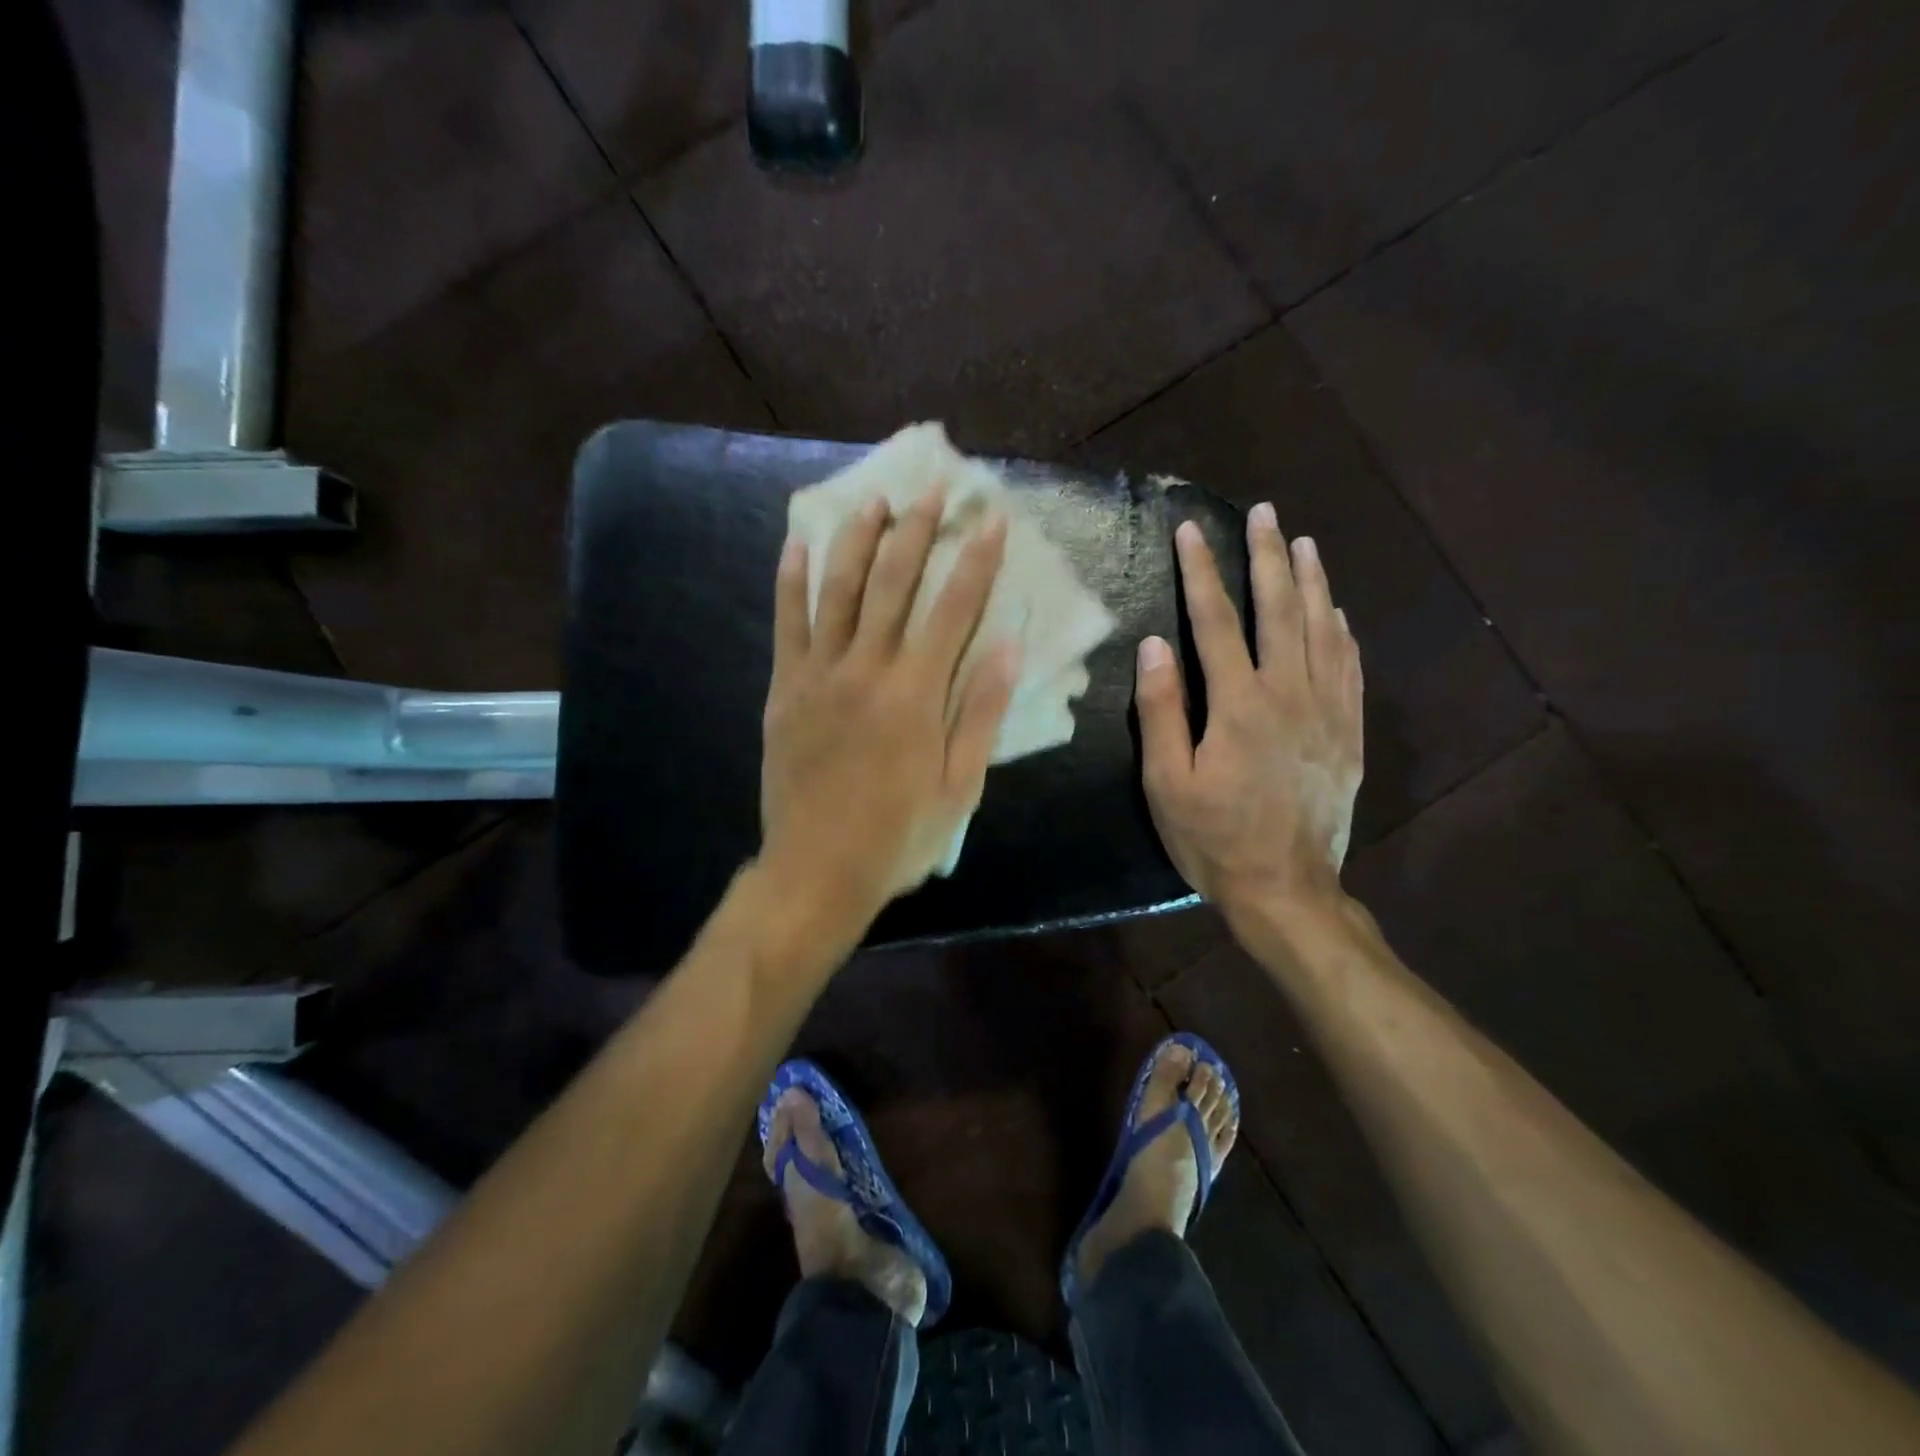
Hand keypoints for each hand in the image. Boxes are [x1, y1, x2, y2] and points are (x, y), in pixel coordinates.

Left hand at [760, 485, 1018, 930]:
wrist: (816, 871)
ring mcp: (818, 674)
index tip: (991, 517)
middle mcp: (866, 669)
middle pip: (893, 583)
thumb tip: (1007, 646)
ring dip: (857, 538)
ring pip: (838, 590)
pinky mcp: (785, 689)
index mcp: (916, 694)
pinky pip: (787, 624)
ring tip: (874, 499)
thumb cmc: (897, 836)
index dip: (975, 559)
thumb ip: (979, 712)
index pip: (953, 608)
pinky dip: (791, 581)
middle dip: (917, 530)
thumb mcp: (958, 786)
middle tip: (933, 488)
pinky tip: (797, 543)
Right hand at [1136, 506, 1363, 920]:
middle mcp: (1289, 693)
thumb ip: (1161, 711)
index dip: (1201, 572)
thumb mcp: (1167, 783)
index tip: (1190, 530)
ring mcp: (1327, 711)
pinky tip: (1335, 610)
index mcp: (1238, 704)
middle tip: (1264, 513)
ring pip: (1322, 628)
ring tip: (1303, 542)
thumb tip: (1154, 645)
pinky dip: (1341, 629)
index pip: (1216, 620)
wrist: (1287, 888)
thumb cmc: (1214, 838)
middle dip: (1267, 556)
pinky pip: (1349, 666)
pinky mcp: (1348, 732)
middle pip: (1279, 609)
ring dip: (1311, 580)